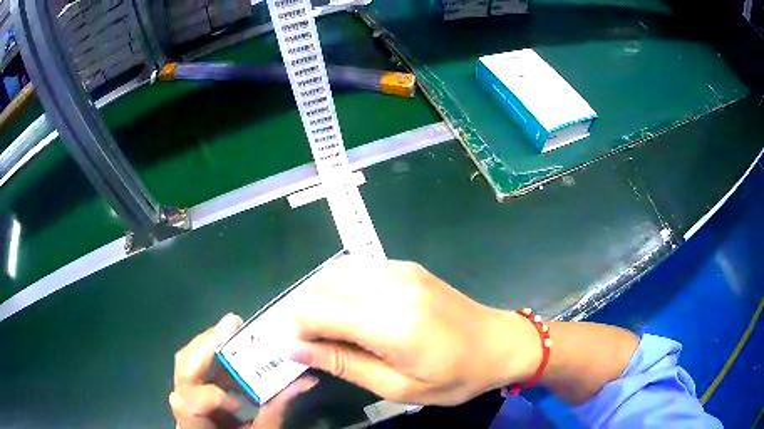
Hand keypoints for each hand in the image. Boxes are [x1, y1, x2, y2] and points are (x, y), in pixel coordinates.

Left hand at [170, 313, 316, 428]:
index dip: (214, 397)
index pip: (190, 402)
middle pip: (183, 366)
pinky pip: (198, 365)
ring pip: (187, 360)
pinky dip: (217, 357)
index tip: (242, 405)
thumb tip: (303, 381)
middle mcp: (182, 403)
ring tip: (236, 332)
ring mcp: (184, 391)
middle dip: (208, 344)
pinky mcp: (192, 387)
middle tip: (233, 324)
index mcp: (193, 422)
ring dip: (213, 345)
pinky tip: (235, 357)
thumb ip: (275, 410)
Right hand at [288, 259, 540, 405]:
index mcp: (392, 324)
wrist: (499, 342)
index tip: (305, 350)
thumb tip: (294, 348)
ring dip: (322, 300)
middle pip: (321, 288)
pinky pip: (357, 269)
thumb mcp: (399, 387)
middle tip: (319, 344)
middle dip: (307, 315)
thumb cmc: (455, 376)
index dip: (298, 329)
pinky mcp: (406, 265)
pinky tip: (354, 311)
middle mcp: (391, 286)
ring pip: (335, 274)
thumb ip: (344, 364)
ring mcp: (400, 269)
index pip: (316, 310)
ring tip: (335, 330)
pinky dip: (341, 288)